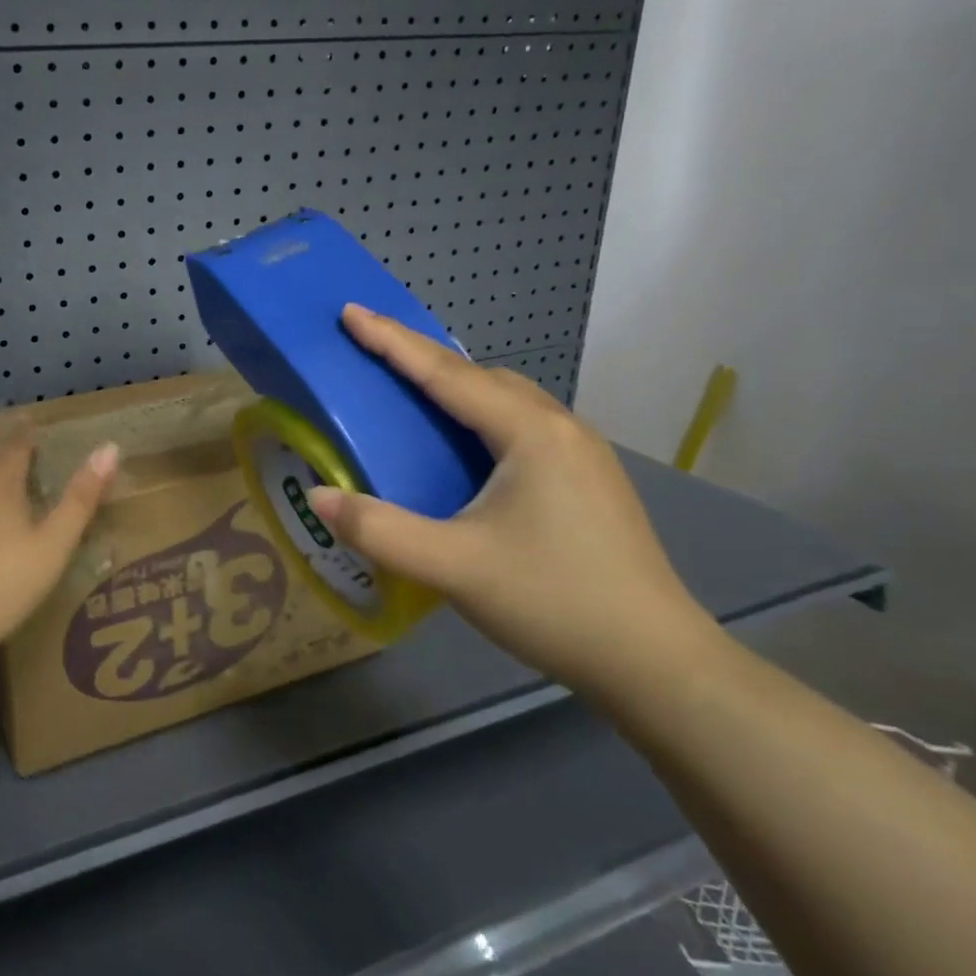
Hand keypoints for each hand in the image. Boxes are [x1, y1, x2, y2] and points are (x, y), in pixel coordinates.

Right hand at [307, 306, 722, 697]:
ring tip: (413, 390)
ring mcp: (582, 453)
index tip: (349, 312)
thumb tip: (317, 497)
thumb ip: (379, 530)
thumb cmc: (554, 602)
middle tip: (373, 349)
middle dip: (422, 356)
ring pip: (506, 398)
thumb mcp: (454, 567)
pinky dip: (480, 413)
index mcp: (529, 433)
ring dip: (455, 384)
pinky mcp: (589, 480)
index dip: (392, 341)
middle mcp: (559, 427)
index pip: (445, 373)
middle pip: (479, 375)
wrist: (658, 664)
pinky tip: (467, 444)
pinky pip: (522, 423)